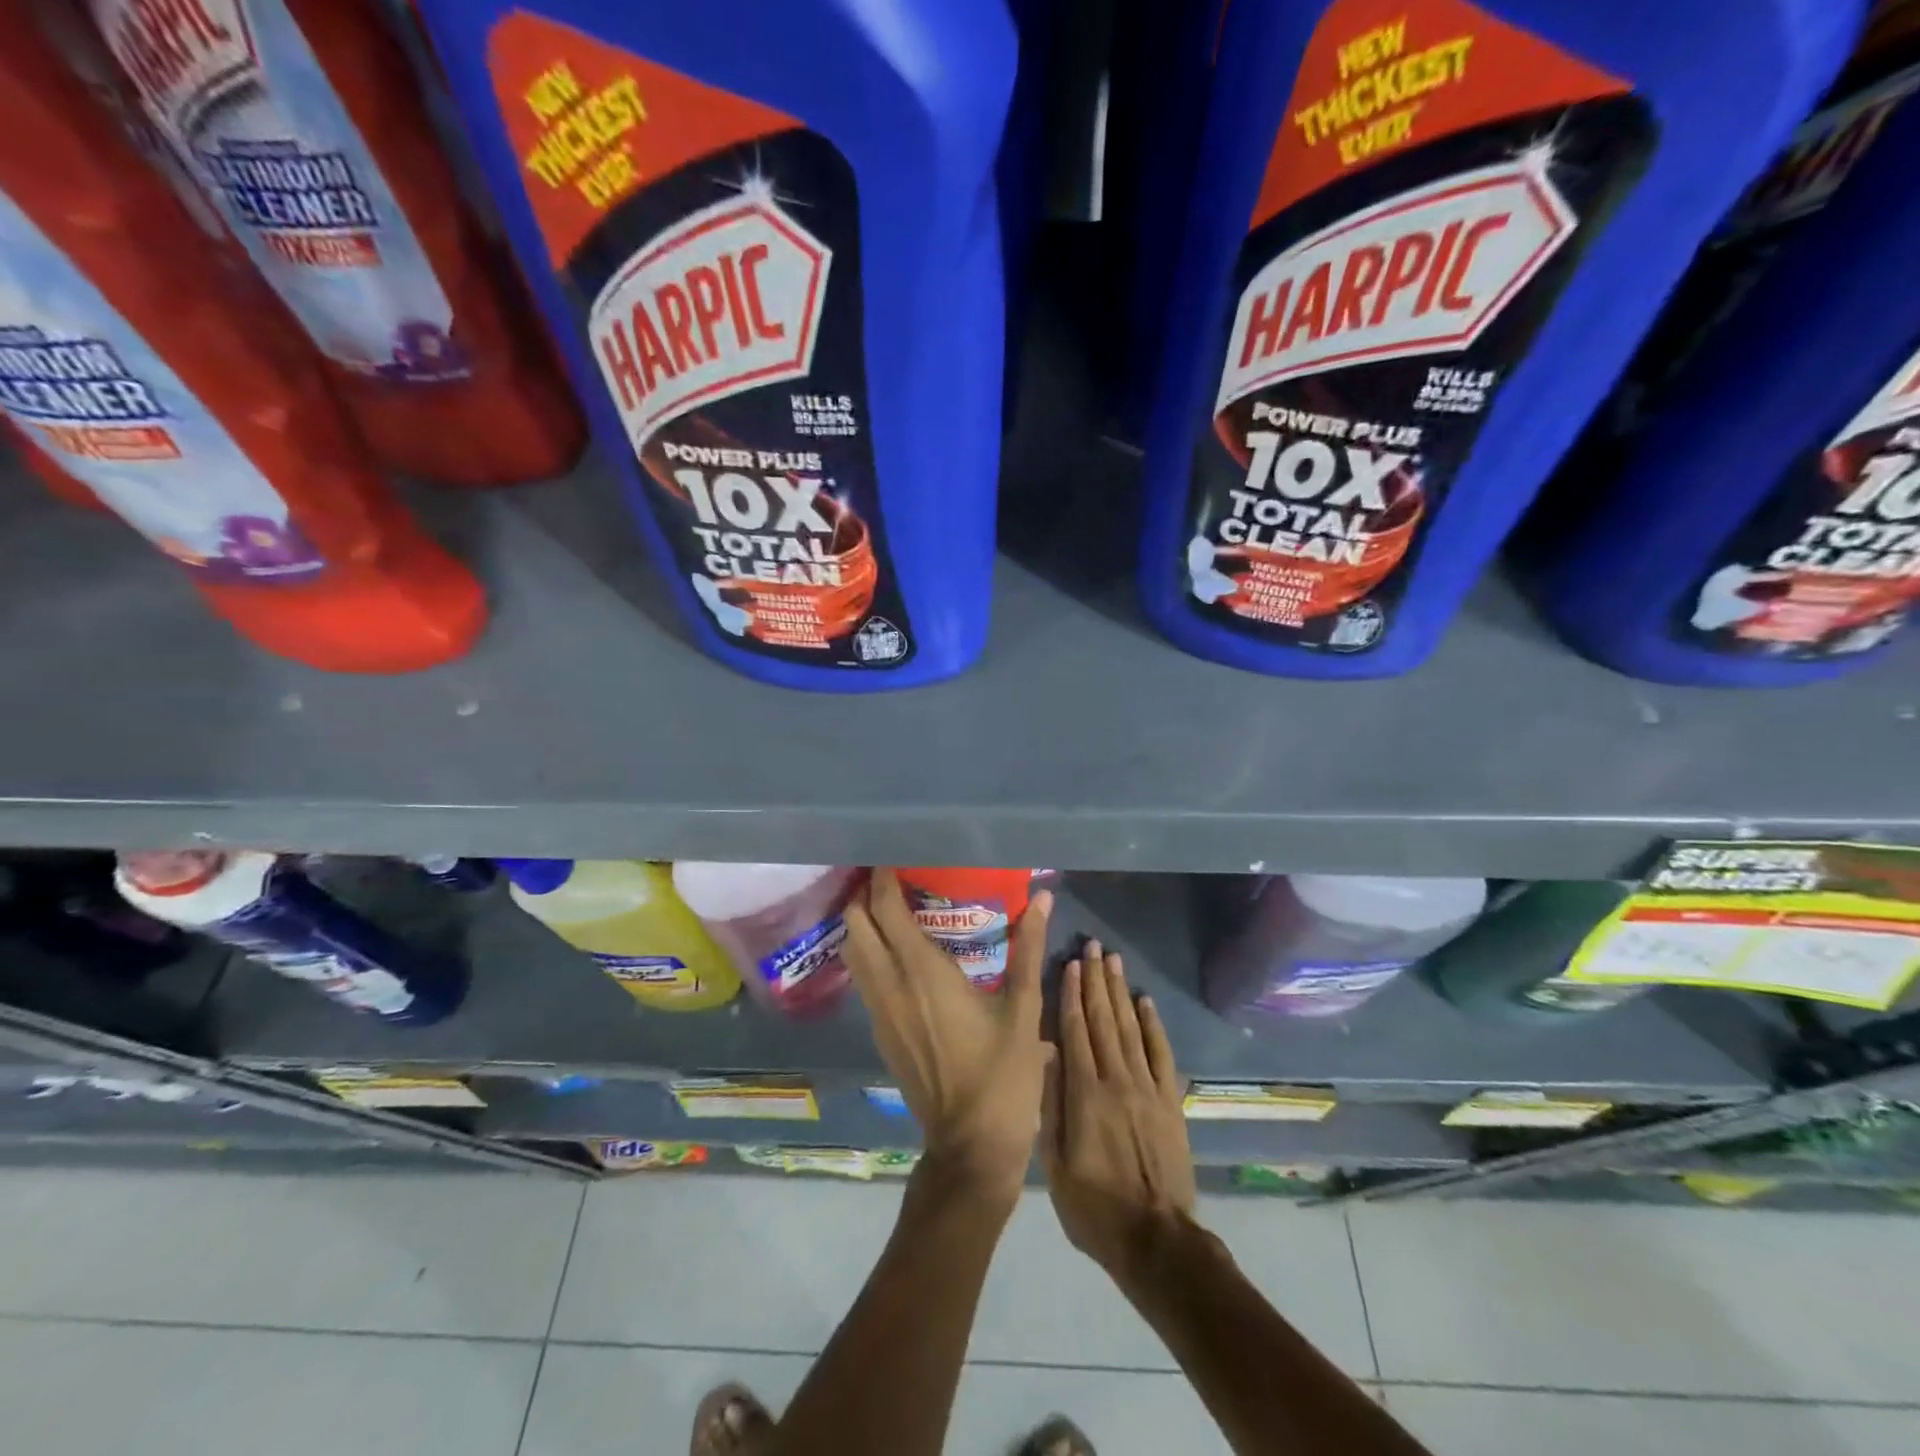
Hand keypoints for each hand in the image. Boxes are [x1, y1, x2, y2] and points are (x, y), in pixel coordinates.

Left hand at [844, 870, 1053, 1204]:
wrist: (970, 1145)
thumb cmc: (1002, 1075)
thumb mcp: (1023, 1008)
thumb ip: (1028, 947)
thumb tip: (1042, 898)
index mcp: (922, 972)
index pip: (885, 909)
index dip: (883, 878)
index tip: (895, 858)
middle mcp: (890, 985)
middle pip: (856, 925)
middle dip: (865, 896)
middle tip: (893, 879)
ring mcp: (879, 1012)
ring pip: (853, 953)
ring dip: (863, 924)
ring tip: (892, 908)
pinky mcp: (880, 1033)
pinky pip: (863, 979)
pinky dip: (869, 953)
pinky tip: (898, 954)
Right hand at [1042, 941, 1195, 1275]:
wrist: (1156, 1241)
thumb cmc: (1094, 1207)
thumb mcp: (1054, 1166)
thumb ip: (1051, 1106)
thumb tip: (1046, 1055)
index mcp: (1084, 1093)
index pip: (1075, 1030)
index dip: (1071, 994)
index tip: (1070, 963)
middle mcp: (1116, 1079)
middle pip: (1103, 1019)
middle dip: (1096, 980)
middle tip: (1094, 946)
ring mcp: (1147, 1088)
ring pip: (1130, 1028)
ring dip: (1120, 992)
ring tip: (1114, 961)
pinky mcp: (1171, 1101)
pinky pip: (1162, 1053)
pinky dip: (1154, 1025)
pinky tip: (1145, 1001)